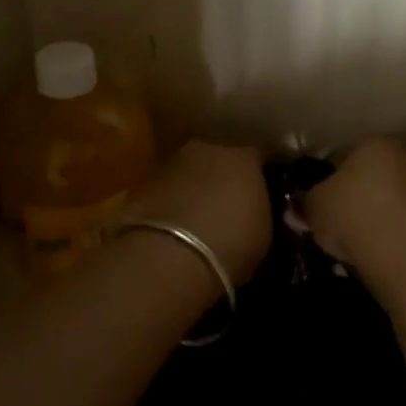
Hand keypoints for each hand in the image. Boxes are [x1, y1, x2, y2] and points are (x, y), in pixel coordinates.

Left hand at [119, 142, 269, 283]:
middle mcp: (208, 150)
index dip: (257, 179)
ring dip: (192, 190)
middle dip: (221, 179)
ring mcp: (171, 163)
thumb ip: (259, 213)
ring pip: (188, 173)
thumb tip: (252, 213)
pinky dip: (168, 203)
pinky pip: (164, 190)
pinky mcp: (143, 182)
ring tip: (196, 221)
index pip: (256, 160)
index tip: (258, 199)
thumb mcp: (262, 235)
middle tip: (225, 208)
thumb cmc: (230, 246)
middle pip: (219, 160)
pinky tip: (170, 229)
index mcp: (243, 159)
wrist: (169, 256)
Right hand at [304, 137, 405, 278]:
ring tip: (357, 247)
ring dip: (378, 220)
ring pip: (393, 204)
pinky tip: (378, 258)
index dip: (332, 181)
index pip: (349, 157)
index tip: (322, 203)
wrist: (402, 253)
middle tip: (339, 224)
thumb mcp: (314, 206)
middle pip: (375, 179)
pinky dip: (394, 239)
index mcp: (377, 145)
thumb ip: (304, 204)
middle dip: (359, 198)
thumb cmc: (352, 213)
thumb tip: (297, 209)